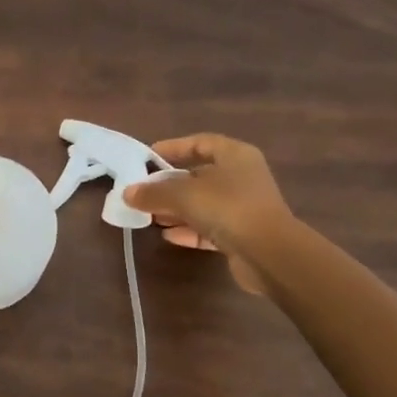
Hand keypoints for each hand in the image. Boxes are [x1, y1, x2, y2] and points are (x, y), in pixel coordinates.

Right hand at [123, 133, 294, 295]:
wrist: (269, 254)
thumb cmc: (228, 208)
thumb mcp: (184, 195)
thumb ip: (154, 192)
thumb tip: (127, 193)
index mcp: (235, 155)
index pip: (200, 143)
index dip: (173, 148)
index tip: (147, 158)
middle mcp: (242, 177)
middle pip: (199, 175)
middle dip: (170, 185)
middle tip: (143, 193)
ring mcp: (243, 207)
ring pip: (203, 204)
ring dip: (177, 210)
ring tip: (150, 217)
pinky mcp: (241, 235)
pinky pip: (209, 228)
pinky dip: (189, 230)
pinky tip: (168, 236)